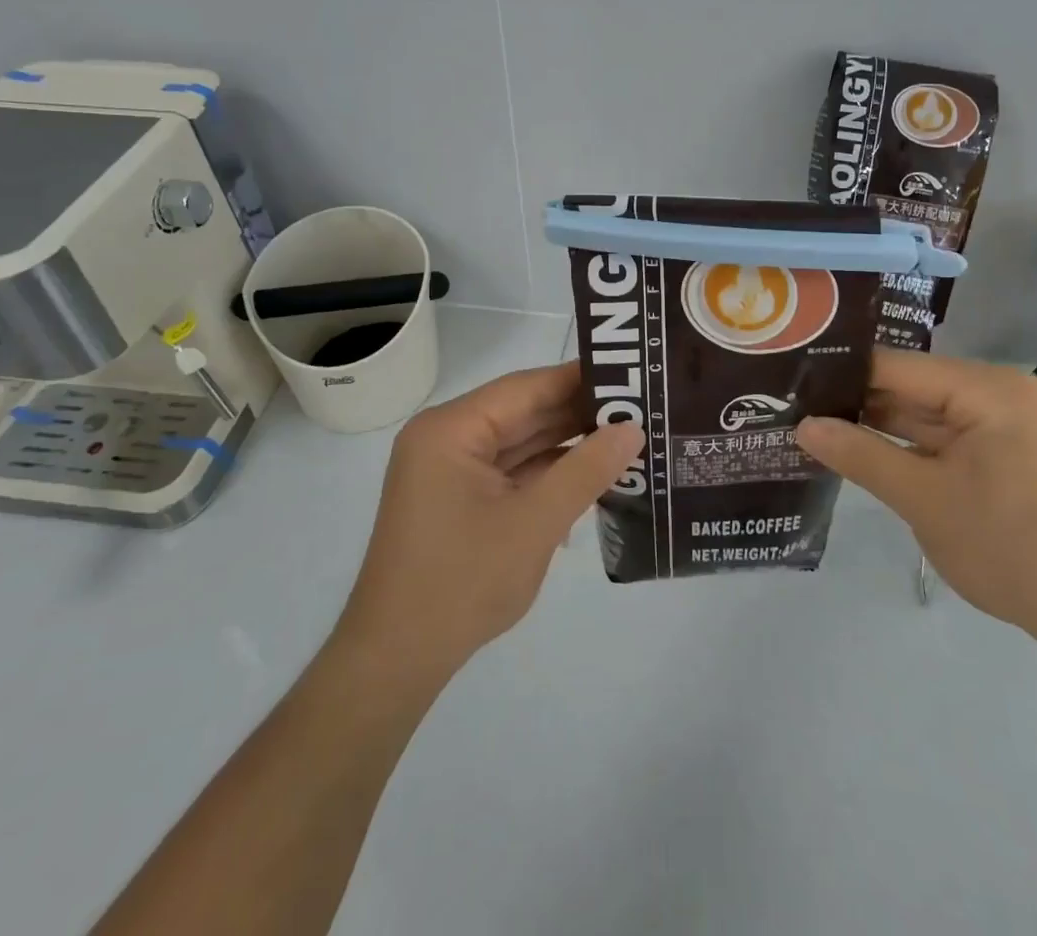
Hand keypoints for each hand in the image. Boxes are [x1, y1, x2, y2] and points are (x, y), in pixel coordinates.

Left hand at [334, 362, 643, 684]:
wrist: (396, 662)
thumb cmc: (462, 583)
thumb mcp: (534, 523)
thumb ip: (585, 471)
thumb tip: (633, 428)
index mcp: (451, 429)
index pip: (526, 387)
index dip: (579, 379)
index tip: (631, 373)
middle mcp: (447, 438)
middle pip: (523, 413)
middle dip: (579, 414)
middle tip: (640, 407)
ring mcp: (451, 471)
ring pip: (520, 443)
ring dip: (568, 445)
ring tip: (627, 437)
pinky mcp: (459, 499)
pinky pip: (511, 472)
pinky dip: (548, 474)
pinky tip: (592, 476)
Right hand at [795, 349, 1036, 639]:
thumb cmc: (1013, 549)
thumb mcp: (924, 500)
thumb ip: (860, 456)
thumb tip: (802, 426)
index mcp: (987, 389)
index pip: (896, 366)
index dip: (841, 375)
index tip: (792, 383)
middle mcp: (1000, 393)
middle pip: (911, 387)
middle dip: (857, 403)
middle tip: (793, 408)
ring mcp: (1007, 424)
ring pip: (926, 415)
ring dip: (879, 427)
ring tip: (814, 427)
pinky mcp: (1009, 453)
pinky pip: (947, 438)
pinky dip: (910, 449)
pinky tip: (863, 453)